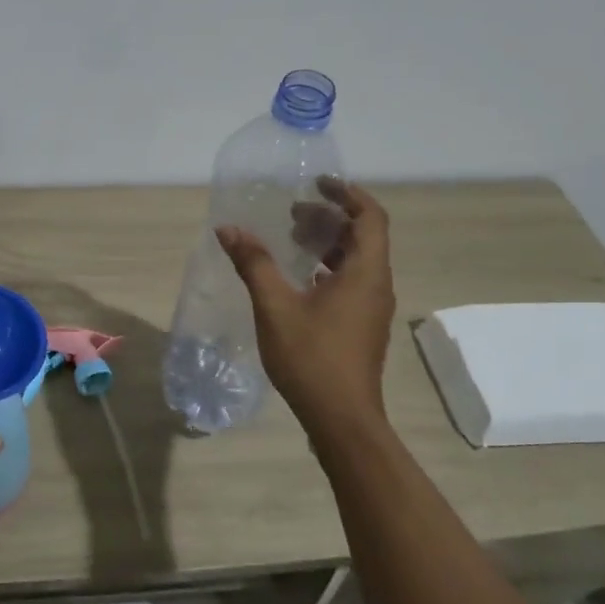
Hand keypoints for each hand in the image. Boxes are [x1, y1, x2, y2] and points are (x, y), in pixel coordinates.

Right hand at [216, 178, 395, 442]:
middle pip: (363, 236)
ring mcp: (371, 308)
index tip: (316, 183)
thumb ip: (253, 263)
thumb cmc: (312, 358)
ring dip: (327, 242)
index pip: (370, 217)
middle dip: (330, 216)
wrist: (342, 419)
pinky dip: (326, 266)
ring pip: (356, 260)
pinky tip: (297, 277)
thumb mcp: (275, 306)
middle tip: (293, 211)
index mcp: (365, 273)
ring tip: (290, 237)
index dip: (347, 194)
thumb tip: (229, 229)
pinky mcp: (361, 325)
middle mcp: (376, 285)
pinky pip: (350, 281)